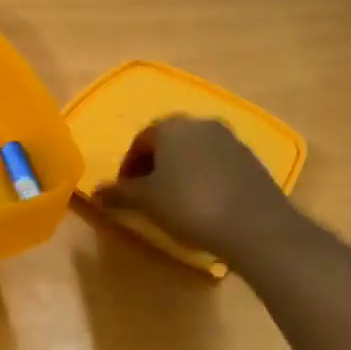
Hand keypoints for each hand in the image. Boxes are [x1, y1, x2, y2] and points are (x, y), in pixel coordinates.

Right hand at [93, 115, 294, 260]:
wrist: (255, 225)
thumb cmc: (189, 205)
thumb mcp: (146, 201)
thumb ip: (120, 193)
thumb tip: (95, 193)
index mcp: (172, 126)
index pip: (140, 140)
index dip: (128, 167)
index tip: (125, 192)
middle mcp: (201, 123)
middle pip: (169, 143)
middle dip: (155, 166)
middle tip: (147, 196)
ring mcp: (231, 140)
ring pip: (194, 152)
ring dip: (180, 172)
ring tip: (175, 202)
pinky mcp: (251, 160)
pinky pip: (217, 164)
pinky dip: (204, 179)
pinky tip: (204, 205)